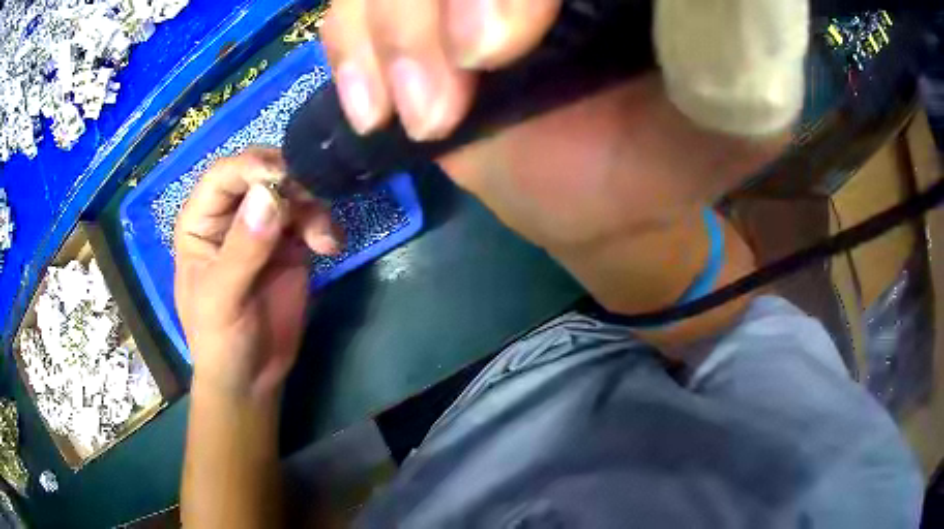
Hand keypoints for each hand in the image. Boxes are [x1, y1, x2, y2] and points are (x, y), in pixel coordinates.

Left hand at [174, 148, 339, 396]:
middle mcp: (230, 215)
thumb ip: (242, 250)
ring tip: (322, 240)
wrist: (252, 379)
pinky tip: (330, 247)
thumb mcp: (222, 300)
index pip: (223, 175)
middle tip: (312, 198)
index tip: (285, 178)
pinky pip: (310, 217)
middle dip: (289, 180)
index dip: (252, 167)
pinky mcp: (289, 244)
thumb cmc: (219, 341)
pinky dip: (324, 224)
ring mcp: (262, 227)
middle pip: (261, 173)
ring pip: (291, 191)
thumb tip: (269, 195)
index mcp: (201, 221)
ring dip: (312, 206)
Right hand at [321, 0, 784, 319]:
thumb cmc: (667, 163)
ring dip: (383, 37)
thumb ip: (732, 66)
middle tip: (439, 106)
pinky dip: (348, 49)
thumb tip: (706, 7)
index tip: (487, 52)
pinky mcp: (421, 21)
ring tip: (420, 118)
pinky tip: (373, 108)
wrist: (603, 200)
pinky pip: (350, 11)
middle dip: (422, 10)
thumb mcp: (726, 124)